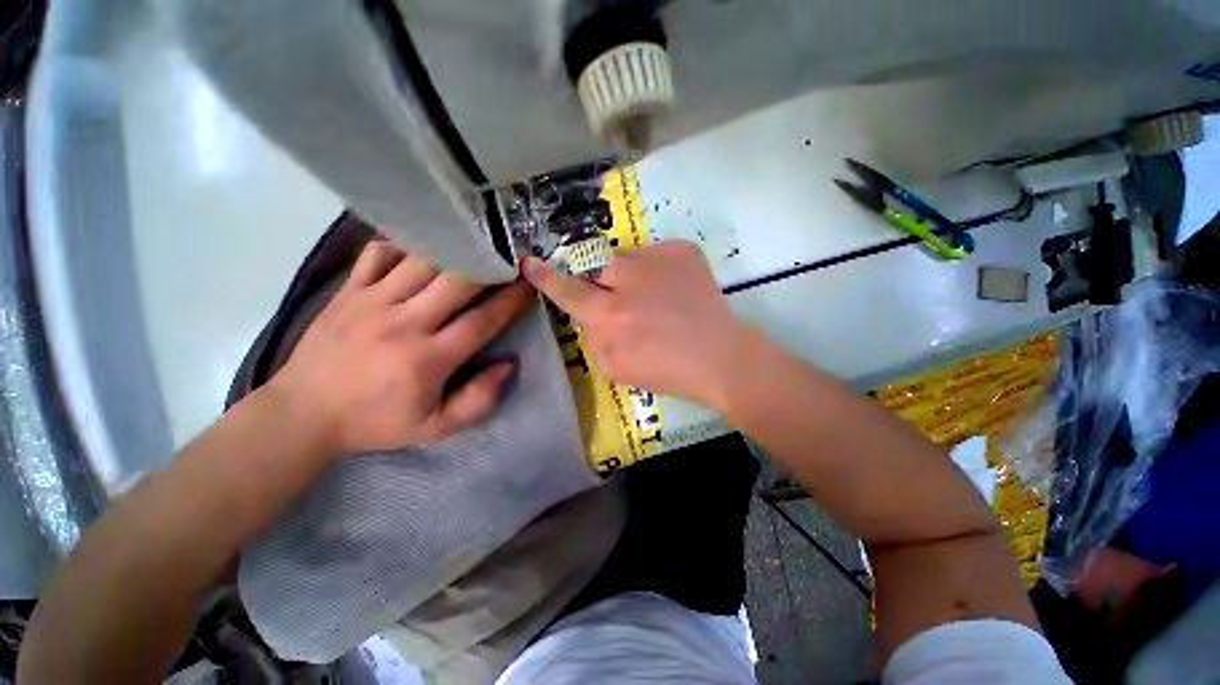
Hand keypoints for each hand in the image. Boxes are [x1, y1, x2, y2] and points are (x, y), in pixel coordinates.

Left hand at [270, 240, 533, 455]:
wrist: (302, 414)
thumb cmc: (375, 422)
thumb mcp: (435, 428)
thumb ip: (478, 400)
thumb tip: (507, 364)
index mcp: (428, 359)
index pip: (482, 321)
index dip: (511, 301)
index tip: (529, 284)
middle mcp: (404, 323)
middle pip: (457, 281)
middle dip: (489, 266)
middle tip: (507, 258)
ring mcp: (372, 302)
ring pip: (422, 261)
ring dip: (455, 250)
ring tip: (474, 246)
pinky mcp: (348, 291)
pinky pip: (379, 253)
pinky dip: (404, 244)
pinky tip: (422, 248)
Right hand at [522, 240, 756, 410]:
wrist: (718, 356)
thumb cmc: (665, 371)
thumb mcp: (613, 368)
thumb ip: (591, 336)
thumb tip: (587, 314)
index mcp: (609, 315)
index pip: (566, 289)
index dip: (545, 277)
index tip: (529, 263)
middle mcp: (627, 280)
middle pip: (594, 263)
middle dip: (597, 277)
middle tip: (616, 294)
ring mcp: (657, 259)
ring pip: (625, 257)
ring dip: (629, 275)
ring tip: (651, 297)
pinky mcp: (682, 250)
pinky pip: (654, 254)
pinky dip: (656, 271)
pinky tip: (672, 291)